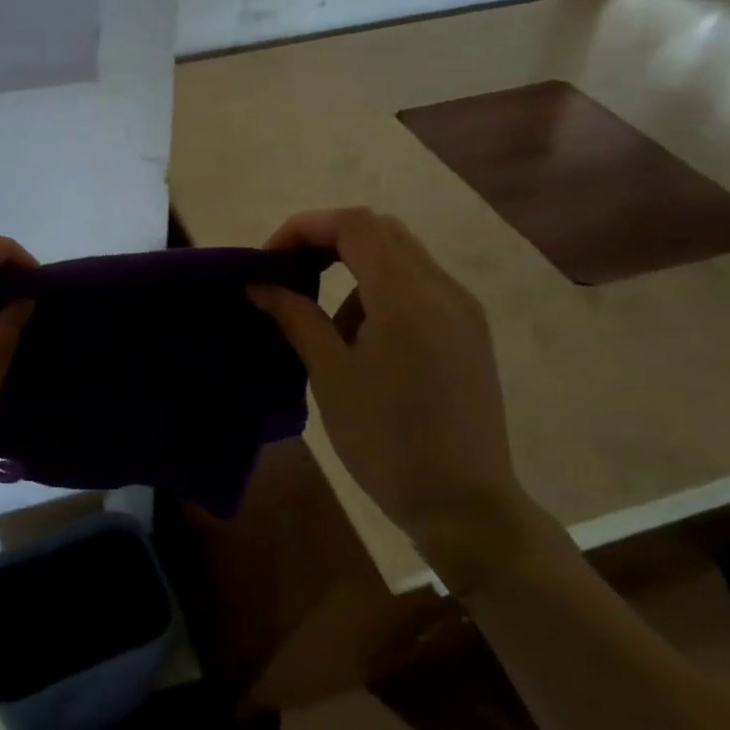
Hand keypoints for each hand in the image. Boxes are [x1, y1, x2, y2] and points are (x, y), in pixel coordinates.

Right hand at [248, 207, 528, 584]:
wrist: (464, 505)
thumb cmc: (386, 442)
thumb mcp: (330, 376)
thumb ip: (296, 317)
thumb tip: (261, 284)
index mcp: (406, 298)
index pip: (354, 225)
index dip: (305, 227)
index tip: (271, 260)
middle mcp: (442, 289)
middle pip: (380, 230)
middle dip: (328, 240)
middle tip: (292, 274)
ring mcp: (463, 309)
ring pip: (401, 255)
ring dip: (354, 268)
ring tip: (329, 326)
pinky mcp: (469, 331)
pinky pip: (419, 285)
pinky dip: (381, 291)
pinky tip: (366, 341)